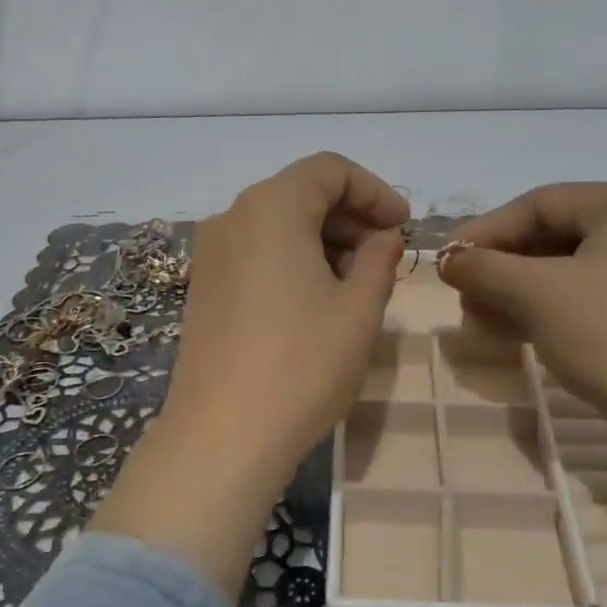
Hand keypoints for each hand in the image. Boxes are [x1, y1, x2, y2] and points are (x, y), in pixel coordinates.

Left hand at [162, 152, 408, 472]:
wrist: (223, 435)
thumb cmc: (302, 364)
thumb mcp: (359, 309)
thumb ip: (378, 259)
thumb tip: (381, 238)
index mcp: (270, 207)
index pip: (328, 170)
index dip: (374, 191)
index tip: (403, 227)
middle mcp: (232, 218)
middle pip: (299, 193)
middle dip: (350, 217)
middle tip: (387, 256)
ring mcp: (210, 254)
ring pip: (277, 225)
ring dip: (323, 240)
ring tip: (358, 283)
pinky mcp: (203, 288)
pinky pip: (255, 253)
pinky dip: (292, 260)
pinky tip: (316, 300)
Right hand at [439, 182, 606, 590]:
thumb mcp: (537, 293)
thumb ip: (485, 268)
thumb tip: (448, 260)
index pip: (540, 203)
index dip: (486, 231)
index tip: (448, 262)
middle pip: (555, 237)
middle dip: (502, 268)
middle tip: (465, 297)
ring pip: (570, 274)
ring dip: (519, 294)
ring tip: (483, 322)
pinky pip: (592, 303)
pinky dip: (550, 314)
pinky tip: (520, 336)